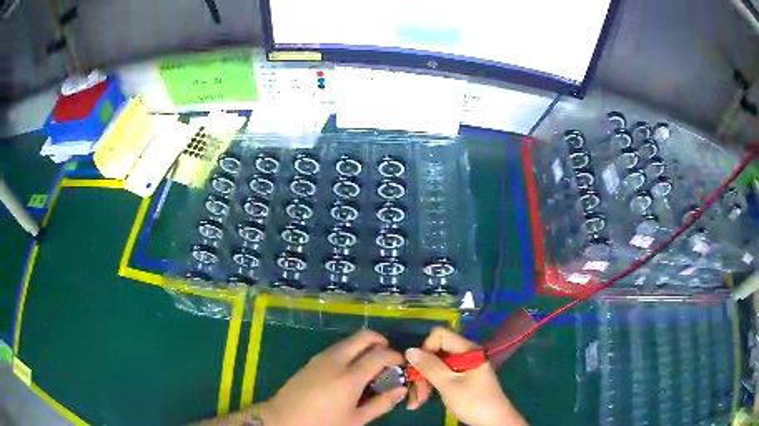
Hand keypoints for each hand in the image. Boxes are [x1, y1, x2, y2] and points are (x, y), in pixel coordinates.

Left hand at [263, 329, 406, 425]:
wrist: (283, 419)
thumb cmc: (323, 424)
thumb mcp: (356, 419)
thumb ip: (381, 403)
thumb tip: (400, 389)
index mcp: (349, 377)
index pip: (380, 354)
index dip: (395, 355)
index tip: (401, 364)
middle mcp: (336, 360)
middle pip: (363, 336)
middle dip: (380, 341)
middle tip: (387, 358)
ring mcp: (321, 357)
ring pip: (349, 340)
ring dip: (364, 346)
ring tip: (369, 367)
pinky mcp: (312, 360)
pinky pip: (337, 348)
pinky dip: (350, 351)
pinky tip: (350, 371)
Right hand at [405, 327, 526, 425]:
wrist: (493, 421)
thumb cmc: (473, 401)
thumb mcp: (449, 384)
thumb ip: (429, 366)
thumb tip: (409, 350)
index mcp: (467, 349)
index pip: (440, 335)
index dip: (425, 349)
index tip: (417, 368)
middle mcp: (465, 354)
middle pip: (436, 352)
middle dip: (421, 371)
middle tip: (413, 391)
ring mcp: (463, 367)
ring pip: (436, 366)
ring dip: (423, 382)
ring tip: (416, 402)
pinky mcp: (461, 378)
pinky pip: (441, 376)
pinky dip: (431, 386)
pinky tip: (422, 400)